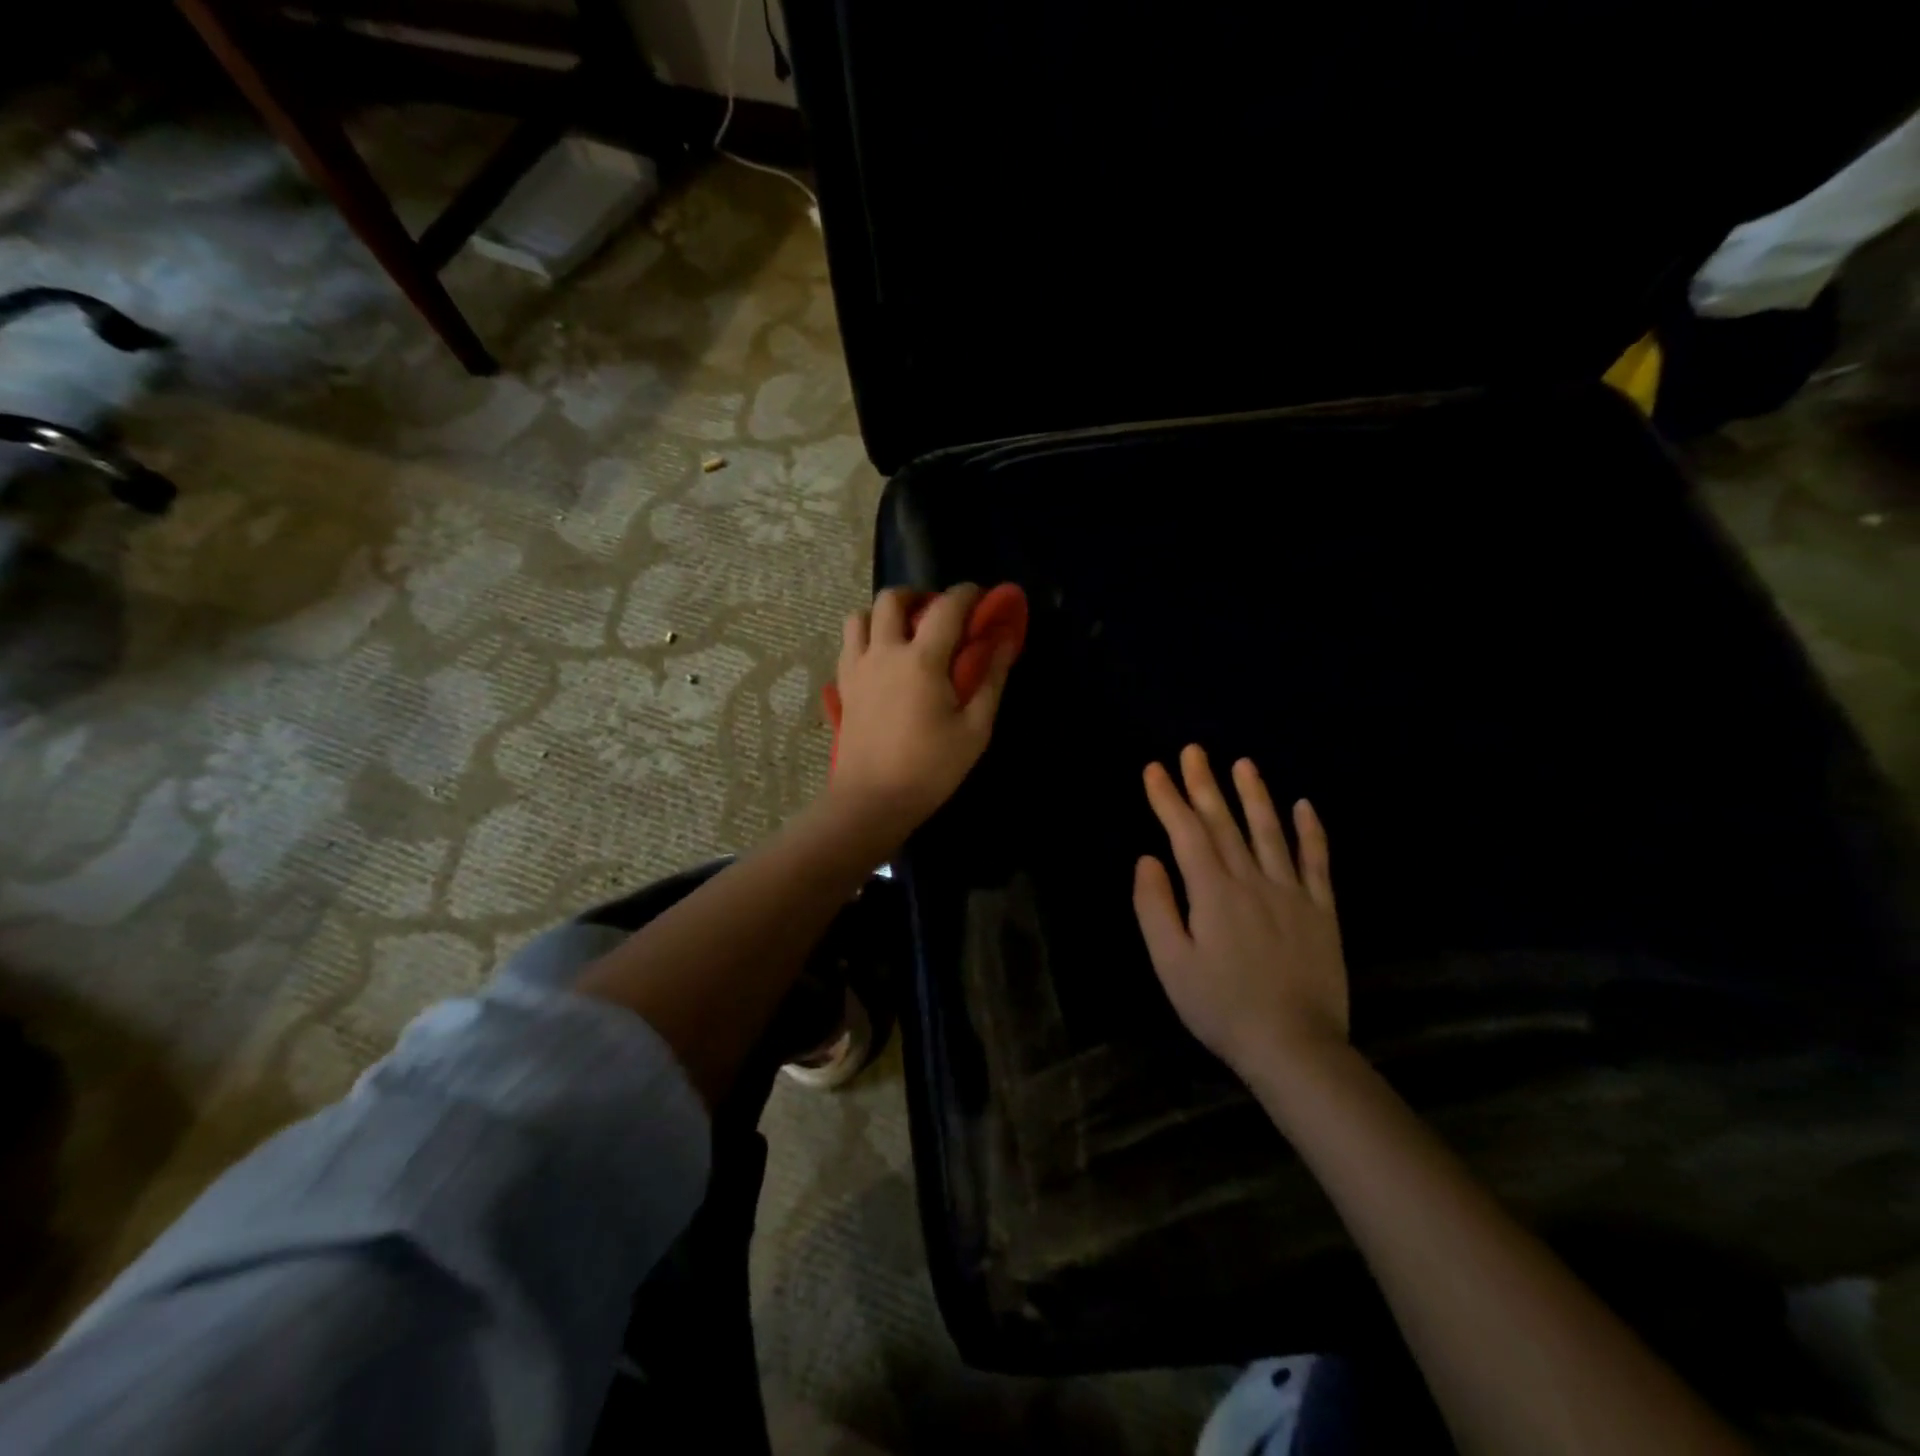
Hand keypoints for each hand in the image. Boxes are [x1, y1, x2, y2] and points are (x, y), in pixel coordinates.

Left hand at [828, 584, 1014, 843]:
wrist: (871, 800)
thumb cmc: (930, 768)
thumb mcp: (974, 729)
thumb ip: (990, 679)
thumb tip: (1004, 640)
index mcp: (921, 660)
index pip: (946, 607)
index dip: (967, 594)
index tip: (981, 598)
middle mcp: (884, 652)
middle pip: (893, 598)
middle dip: (919, 596)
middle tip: (939, 616)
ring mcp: (857, 667)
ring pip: (861, 616)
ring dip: (885, 615)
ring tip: (906, 635)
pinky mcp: (843, 686)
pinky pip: (849, 644)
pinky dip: (866, 638)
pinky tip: (883, 661)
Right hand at [1133, 746, 1347, 1080]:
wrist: (1294, 1046)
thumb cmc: (1221, 1007)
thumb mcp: (1170, 963)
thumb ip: (1155, 907)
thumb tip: (1147, 859)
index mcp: (1212, 892)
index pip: (1185, 833)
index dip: (1168, 798)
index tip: (1155, 769)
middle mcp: (1251, 880)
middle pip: (1224, 823)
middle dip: (1204, 784)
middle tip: (1194, 750)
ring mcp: (1291, 893)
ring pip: (1270, 832)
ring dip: (1254, 795)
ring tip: (1243, 763)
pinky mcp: (1320, 911)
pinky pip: (1316, 862)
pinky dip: (1311, 832)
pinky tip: (1305, 806)